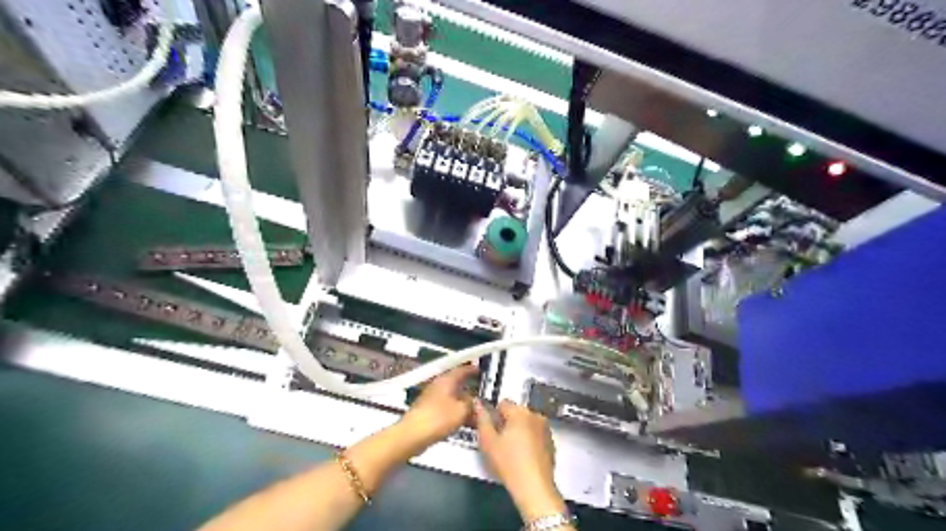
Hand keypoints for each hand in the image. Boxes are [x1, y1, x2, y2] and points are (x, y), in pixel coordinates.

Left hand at [396, 365, 476, 452]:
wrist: (412, 435)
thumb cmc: (438, 418)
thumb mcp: (461, 410)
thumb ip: (471, 404)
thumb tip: (475, 401)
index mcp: (447, 380)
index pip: (461, 370)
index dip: (471, 370)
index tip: (480, 370)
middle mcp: (438, 386)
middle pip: (456, 384)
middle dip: (469, 391)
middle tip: (482, 396)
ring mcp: (431, 398)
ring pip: (452, 398)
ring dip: (463, 404)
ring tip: (475, 414)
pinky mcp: (428, 411)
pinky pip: (446, 408)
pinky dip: (455, 412)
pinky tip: (462, 422)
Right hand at [471, 397, 564, 517]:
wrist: (534, 487)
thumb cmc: (508, 462)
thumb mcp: (488, 441)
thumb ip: (482, 419)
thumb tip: (478, 403)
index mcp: (520, 412)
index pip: (503, 403)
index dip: (494, 416)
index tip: (491, 431)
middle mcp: (535, 415)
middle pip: (516, 413)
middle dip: (507, 423)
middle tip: (500, 443)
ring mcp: (546, 429)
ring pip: (527, 423)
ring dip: (519, 431)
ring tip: (512, 451)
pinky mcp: (551, 442)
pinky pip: (536, 434)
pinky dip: (529, 440)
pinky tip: (524, 456)